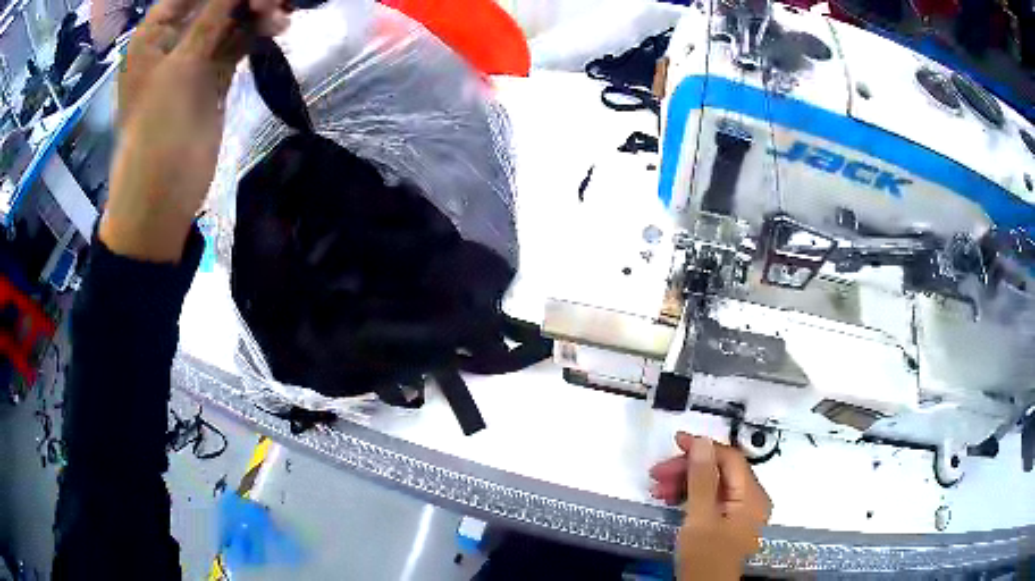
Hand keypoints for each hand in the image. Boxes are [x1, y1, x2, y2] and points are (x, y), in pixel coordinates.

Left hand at [100, 0, 288, 261]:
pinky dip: (257, 33)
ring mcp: (195, 57)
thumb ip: (211, 17)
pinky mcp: (213, 76)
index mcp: (155, 33)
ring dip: (256, 11)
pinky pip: (239, 42)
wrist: (161, 197)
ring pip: (231, 18)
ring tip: (278, 16)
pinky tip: (277, 29)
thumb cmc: (156, 133)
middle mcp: (174, 38)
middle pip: (215, 0)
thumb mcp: (180, 68)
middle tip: (271, 2)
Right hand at [649, 432, 771, 580]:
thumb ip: (702, 479)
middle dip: (688, 469)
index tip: (676, 442)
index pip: (730, 459)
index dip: (704, 447)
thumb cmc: (705, 556)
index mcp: (752, 496)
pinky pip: (711, 498)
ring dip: (685, 482)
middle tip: (657, 473)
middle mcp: (751, 499)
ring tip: (657, 489)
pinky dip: (690, 496)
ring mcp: (740, 511)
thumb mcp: (700, 517)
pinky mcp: (728, 521)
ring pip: (713, 484)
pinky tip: (669, 499)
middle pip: (721, 471)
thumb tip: (703, 441)